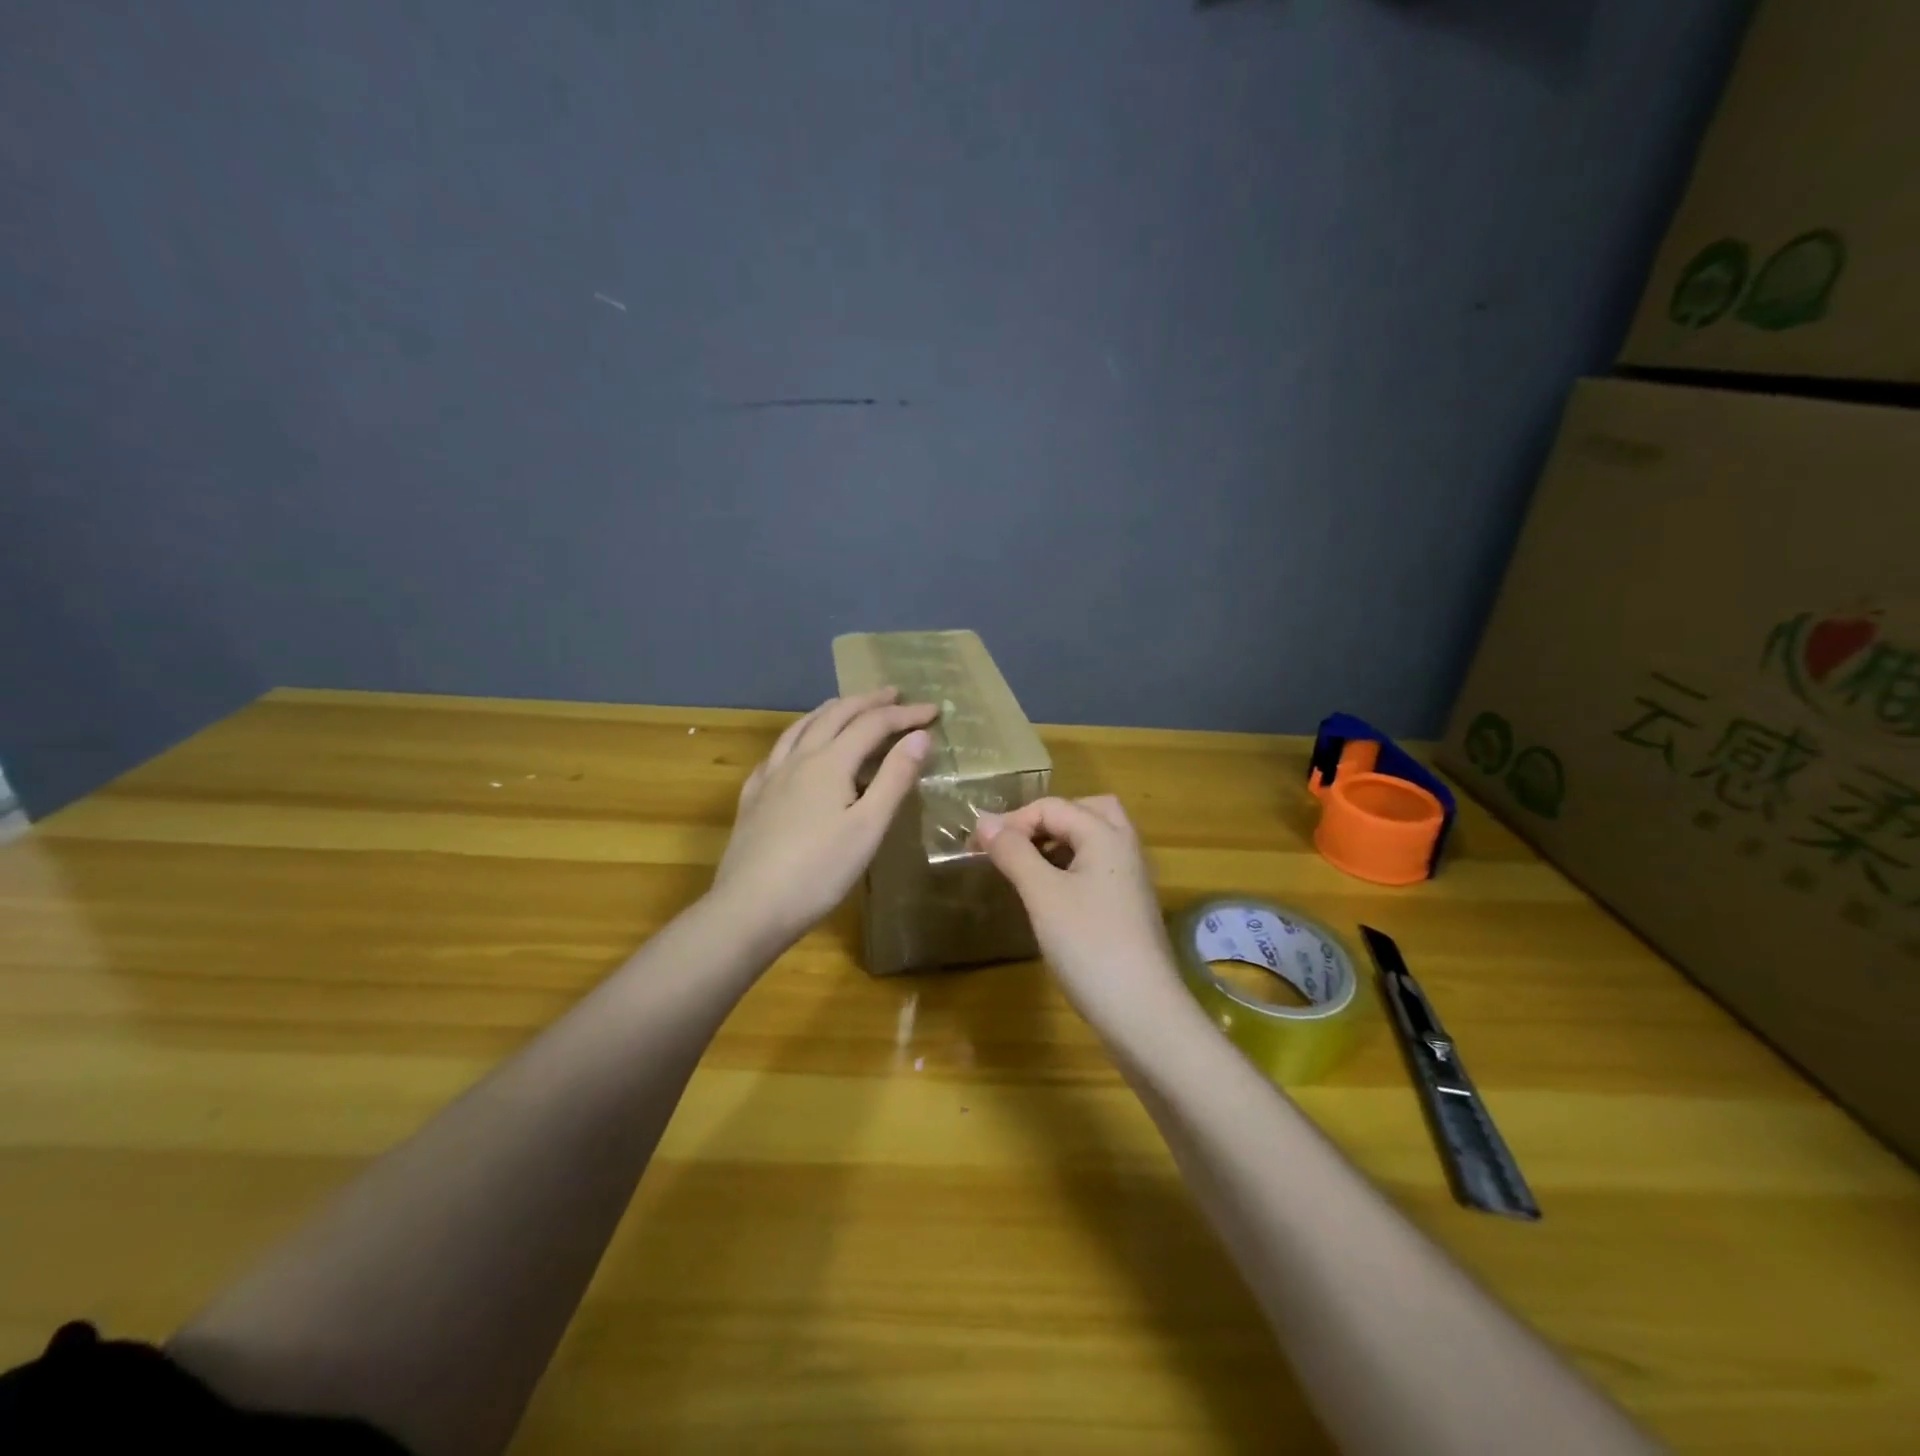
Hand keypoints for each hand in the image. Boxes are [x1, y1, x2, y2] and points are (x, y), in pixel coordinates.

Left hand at [711, 688, 936, 951]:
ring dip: (831, 710)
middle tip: (894, 694)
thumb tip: (920, 736)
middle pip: (835, 715)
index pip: (873, 724)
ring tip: (847, 706)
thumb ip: (894, 778)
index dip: (905, 715)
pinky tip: (797, 748)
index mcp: (830, 762)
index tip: (934, 711)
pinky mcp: (753, 797)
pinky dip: (799, 735)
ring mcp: (770, 776)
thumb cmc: (818, 872)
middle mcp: (798, 758)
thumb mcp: (868, 828)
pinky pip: (779, 750)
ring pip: (802, 727)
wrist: (749, 908)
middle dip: (868, 701)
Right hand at [974, 796, 1190, 1035]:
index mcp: (1106, 835)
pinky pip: (1099, 868)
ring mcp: (1131, 880)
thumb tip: (984, 820)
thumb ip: (1014, 852)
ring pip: (1096, 840)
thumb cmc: (1088, 945)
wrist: (1142, 1012)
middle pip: (1087, 811)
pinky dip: (1072, 866)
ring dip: (1060, 842)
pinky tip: (1051, 894)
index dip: (1012, 821)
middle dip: (1047, 819)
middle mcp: (1125, 848)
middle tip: (1016, 843)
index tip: (977, 847)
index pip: (1053, 807)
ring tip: (1027, 865)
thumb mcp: (1042, 895)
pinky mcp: (1130, 908)